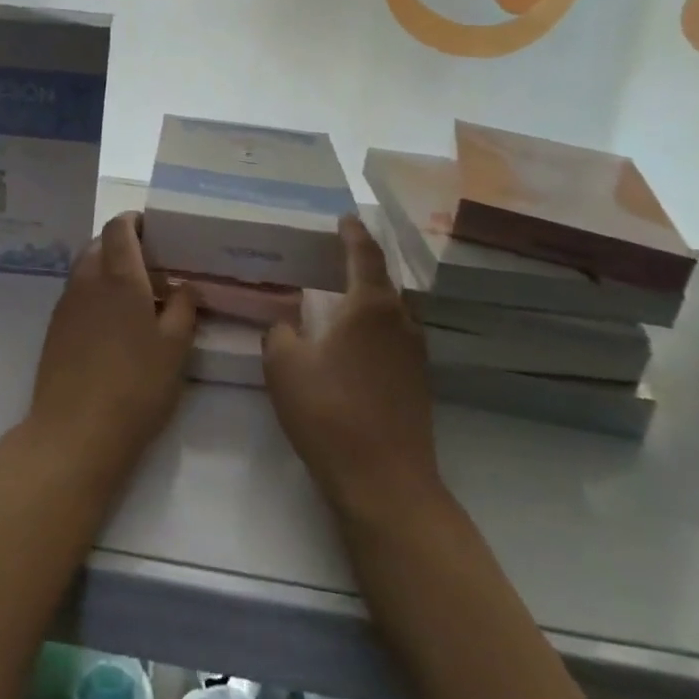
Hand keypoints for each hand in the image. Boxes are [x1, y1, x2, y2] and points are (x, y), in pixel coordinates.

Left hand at [27, 212, 198, 484]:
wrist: (74, 432)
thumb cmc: (135, 386)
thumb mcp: (175, 348)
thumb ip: (183, 309)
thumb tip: (185, 285)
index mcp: (118, 277)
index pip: (118, 227)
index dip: (135, 221)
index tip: (156, 229)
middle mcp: (86, 281)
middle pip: (99, 245)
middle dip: (122, 246)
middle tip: (152, 266)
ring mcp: (65, 306)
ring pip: (85, 270)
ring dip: (107, 270)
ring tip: (136, 296)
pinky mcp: (54, 330)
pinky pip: (76, 296)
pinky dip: (94, 294)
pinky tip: (113, 325)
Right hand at [263, 216, 444, 526]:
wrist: (384, 481)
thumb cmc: (329, 412)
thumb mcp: (284, 365)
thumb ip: (280, 332)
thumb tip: (288, 323)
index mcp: (371, 306)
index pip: (364, 253)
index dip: (352, 232)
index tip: (344, 216)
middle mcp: (401, 321)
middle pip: (382, 281)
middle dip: (359, 265)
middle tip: (332, 257)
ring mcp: (415, 354)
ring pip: (390, 312)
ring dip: (367, 300)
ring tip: (340, 298)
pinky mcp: (418, 383)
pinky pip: (393, 339)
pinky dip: (373, 329)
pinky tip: (352, 344)